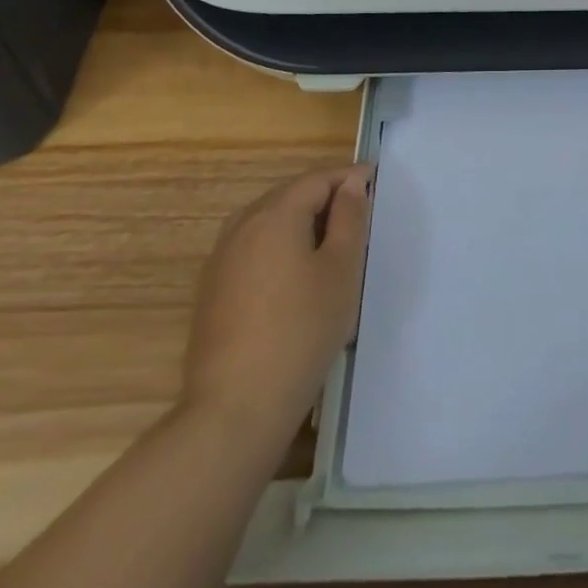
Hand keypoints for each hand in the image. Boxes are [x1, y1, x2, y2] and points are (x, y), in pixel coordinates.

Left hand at [182, 165, 373, 428]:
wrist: (235, 409)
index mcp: (274, 214)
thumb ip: (349, 219)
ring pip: (268, 222)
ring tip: (331, 243)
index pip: (317, 179)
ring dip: (300, 223)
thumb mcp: (341, 270)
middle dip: (325, 197)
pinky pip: (253, 250)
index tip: (376, 182)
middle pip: (289, 196)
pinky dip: (279, 248)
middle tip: (359, 213)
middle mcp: (241, 226)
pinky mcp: (212, 291)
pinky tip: (296, 276)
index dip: (348, 177)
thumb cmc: (301, 331)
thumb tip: (350, 185)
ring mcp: (221, 260)